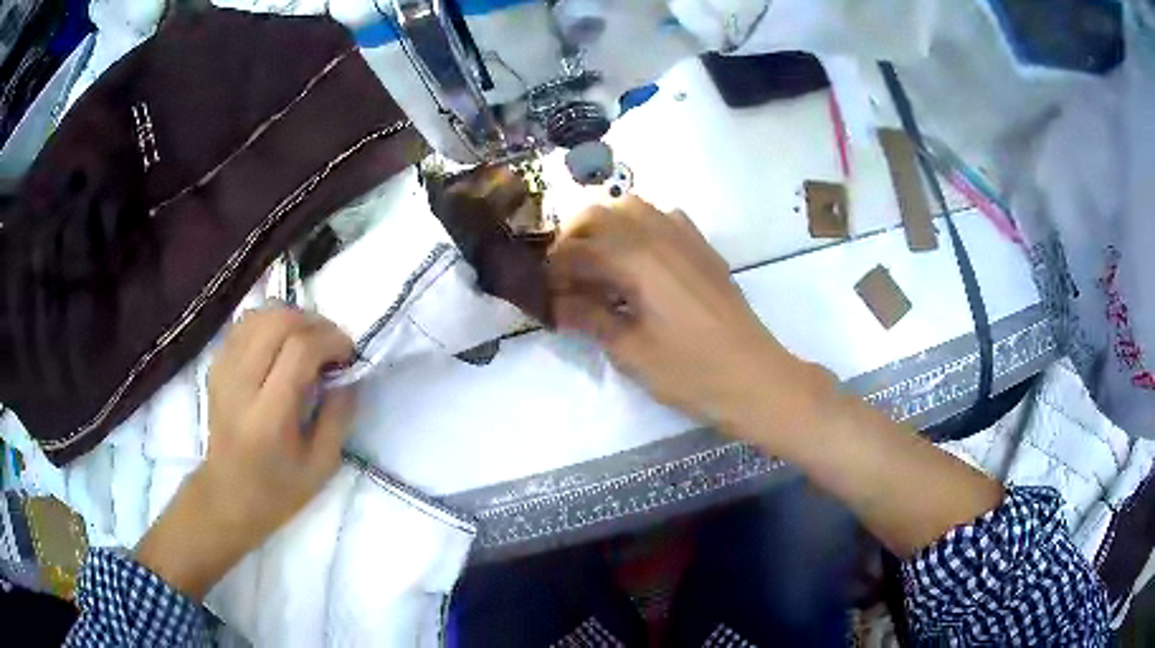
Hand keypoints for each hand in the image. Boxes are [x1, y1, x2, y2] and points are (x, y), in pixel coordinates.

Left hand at [136, 306, 354, 598]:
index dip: (330, 340)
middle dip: (314, 323)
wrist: (227, 494)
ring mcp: (223, 370)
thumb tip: (348, 373)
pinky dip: (270, 322)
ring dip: (292, 318)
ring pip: (260, 314)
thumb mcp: (322, 465)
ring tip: (308, 341)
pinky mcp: (216, 364)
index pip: (299, 350)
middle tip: (331, 344)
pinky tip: (281, 343)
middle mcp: (241, 384)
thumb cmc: (278, 489)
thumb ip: (339, 415)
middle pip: (278, 321)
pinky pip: (245, 323)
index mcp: (269, 417)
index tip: (348, 353)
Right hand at [549, 199, 1001, 556]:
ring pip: (634, 208)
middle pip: (602, 213)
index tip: (542, 290)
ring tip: (597, 266)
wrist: (758, 378)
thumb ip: (590, 318)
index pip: (579, 245)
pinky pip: (665, 219)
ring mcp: (687, 239)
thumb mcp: (633, 353)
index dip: (553, 265)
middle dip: (573, 238)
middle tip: (565, 276)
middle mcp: (661, 235)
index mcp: (638, 259)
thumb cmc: (694, 373)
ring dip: (606, 228)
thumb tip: (553, 303)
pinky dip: (640, 229)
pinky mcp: (705, 250)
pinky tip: (638, 261)